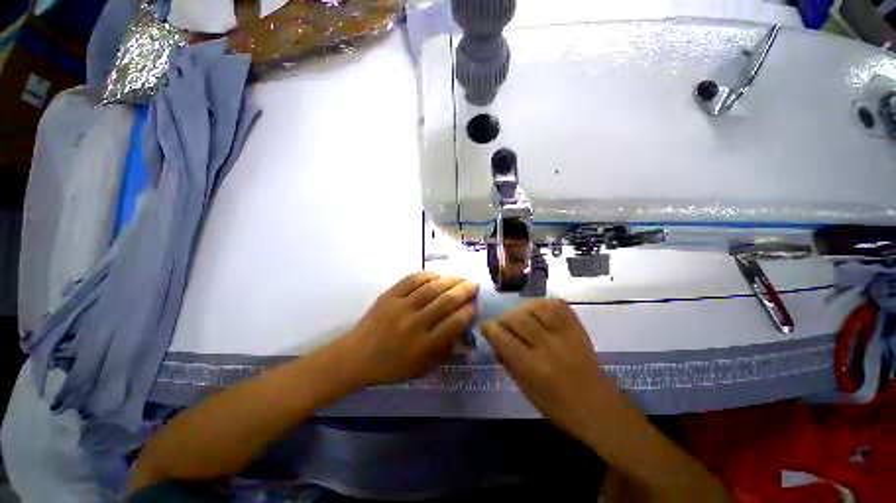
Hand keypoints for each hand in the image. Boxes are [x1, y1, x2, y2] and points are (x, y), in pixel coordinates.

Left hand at [338, 271, 478, 386]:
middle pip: (446, 301)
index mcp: (424, 346)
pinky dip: (428, 274)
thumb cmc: (392, 366)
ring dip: (450, 279)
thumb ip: (445, 349)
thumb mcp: (423, 367)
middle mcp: (414, 324)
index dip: (468, 311)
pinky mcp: (389, 295)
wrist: (357, 356)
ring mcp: (400, 307)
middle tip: (474, 283)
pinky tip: (439, 273)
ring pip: (431, 287)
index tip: (474, 305)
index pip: (454, 323)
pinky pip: (412, 279)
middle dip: (464, 290)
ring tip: (461, 276)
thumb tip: (463, 327)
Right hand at [482, 299, 620, 443]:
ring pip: (535, 307)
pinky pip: (556, 304)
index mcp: (532, 367)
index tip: (487, 328)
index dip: (489, 328)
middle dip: (503, 319)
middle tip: (504, 325)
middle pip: (516, 318)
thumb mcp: (524, 389)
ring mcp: (565, 334)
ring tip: (521, 317)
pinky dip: (543, 304)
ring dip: (522, 309)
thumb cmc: (556, 406)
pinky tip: (539, 312)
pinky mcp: (577, 328)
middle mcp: (547, 346)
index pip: (502, 337)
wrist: (598, 407)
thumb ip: (507, 360)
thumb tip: (494, 337)